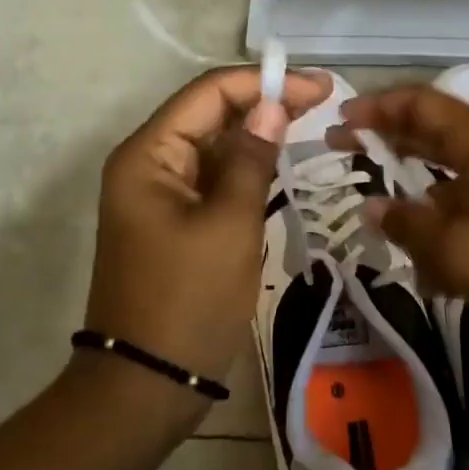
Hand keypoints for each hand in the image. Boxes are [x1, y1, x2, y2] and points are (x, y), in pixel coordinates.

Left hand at [86, 66, 331, 405]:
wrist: (145, 386)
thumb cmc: (188, 301)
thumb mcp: (229, 225)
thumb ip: (252, 158)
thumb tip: (273, 105)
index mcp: (148, 154)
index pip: (209, 93)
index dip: (264, 83)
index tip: (318, 87)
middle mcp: (147, 163)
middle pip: (209, 114)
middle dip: (263, 103)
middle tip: (323, 101)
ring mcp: (158, 193)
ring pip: (213, 146)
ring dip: (257, 134)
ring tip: (310, 123)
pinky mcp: (172, 220)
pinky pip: (212, 179)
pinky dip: (245, 169)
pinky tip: (280, 164)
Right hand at [335, 86, 468, 362]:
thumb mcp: (458, 250)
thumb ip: (407, 222)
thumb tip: (370, 207)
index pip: (423, 104)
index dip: (377, 107)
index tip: (338, 122)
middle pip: (433, 133)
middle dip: (385, 139)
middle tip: (339, 151)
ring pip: (448, 176)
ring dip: (410, 190)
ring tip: (372, 211)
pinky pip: (467, 211)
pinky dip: (439, 225)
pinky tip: (421, 266)